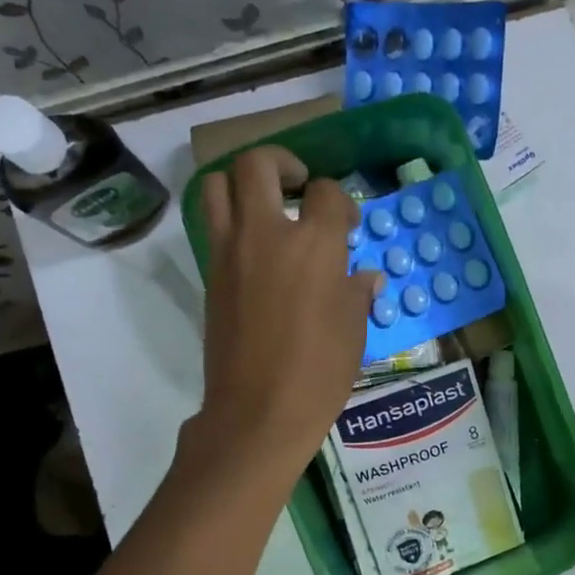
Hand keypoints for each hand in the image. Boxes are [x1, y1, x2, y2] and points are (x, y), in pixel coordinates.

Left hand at [192, 146, 378, 487]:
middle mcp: (266, 233)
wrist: (259, 411)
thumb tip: (364, 276)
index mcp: (314, 245)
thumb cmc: (320, 373)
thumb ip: (357, 292)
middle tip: (299, 186)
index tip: (346, 224)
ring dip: (243, 181)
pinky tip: (255, 246)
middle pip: (260, 164)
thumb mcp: (354, 331)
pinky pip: (213, 224)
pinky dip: (230, 217)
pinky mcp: (210, 274)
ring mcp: (230, 251)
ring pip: (219, 183)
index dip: (340, 201)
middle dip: (283, 163)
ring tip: (266, 204)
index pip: (326, 193)